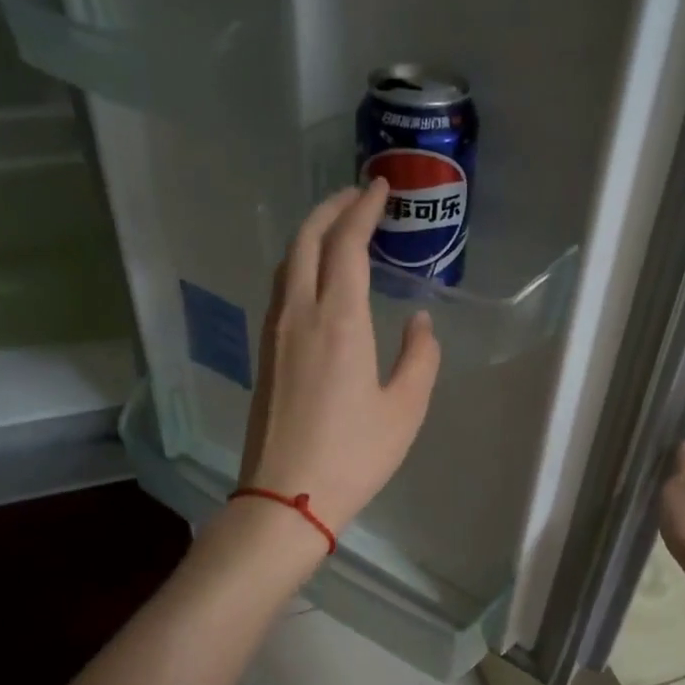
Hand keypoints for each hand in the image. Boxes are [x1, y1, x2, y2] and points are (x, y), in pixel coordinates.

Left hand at [239, 180, 441, 533]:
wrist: (286, 497)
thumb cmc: (353, 455)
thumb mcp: (405, 409)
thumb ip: (419, 357)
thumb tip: (419, 321)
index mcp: (338, 321)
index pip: (347, 244)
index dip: (363, 209)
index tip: (380, 188)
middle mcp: (299, 314)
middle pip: (306, 241)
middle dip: (330, 209)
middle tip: (357, 197)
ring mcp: (274, 333)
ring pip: (287, 263)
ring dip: (311, 235)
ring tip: (338, 230)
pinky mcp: (265, 354)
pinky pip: (280, 289)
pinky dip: (300, 265)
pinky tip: (317, 279)